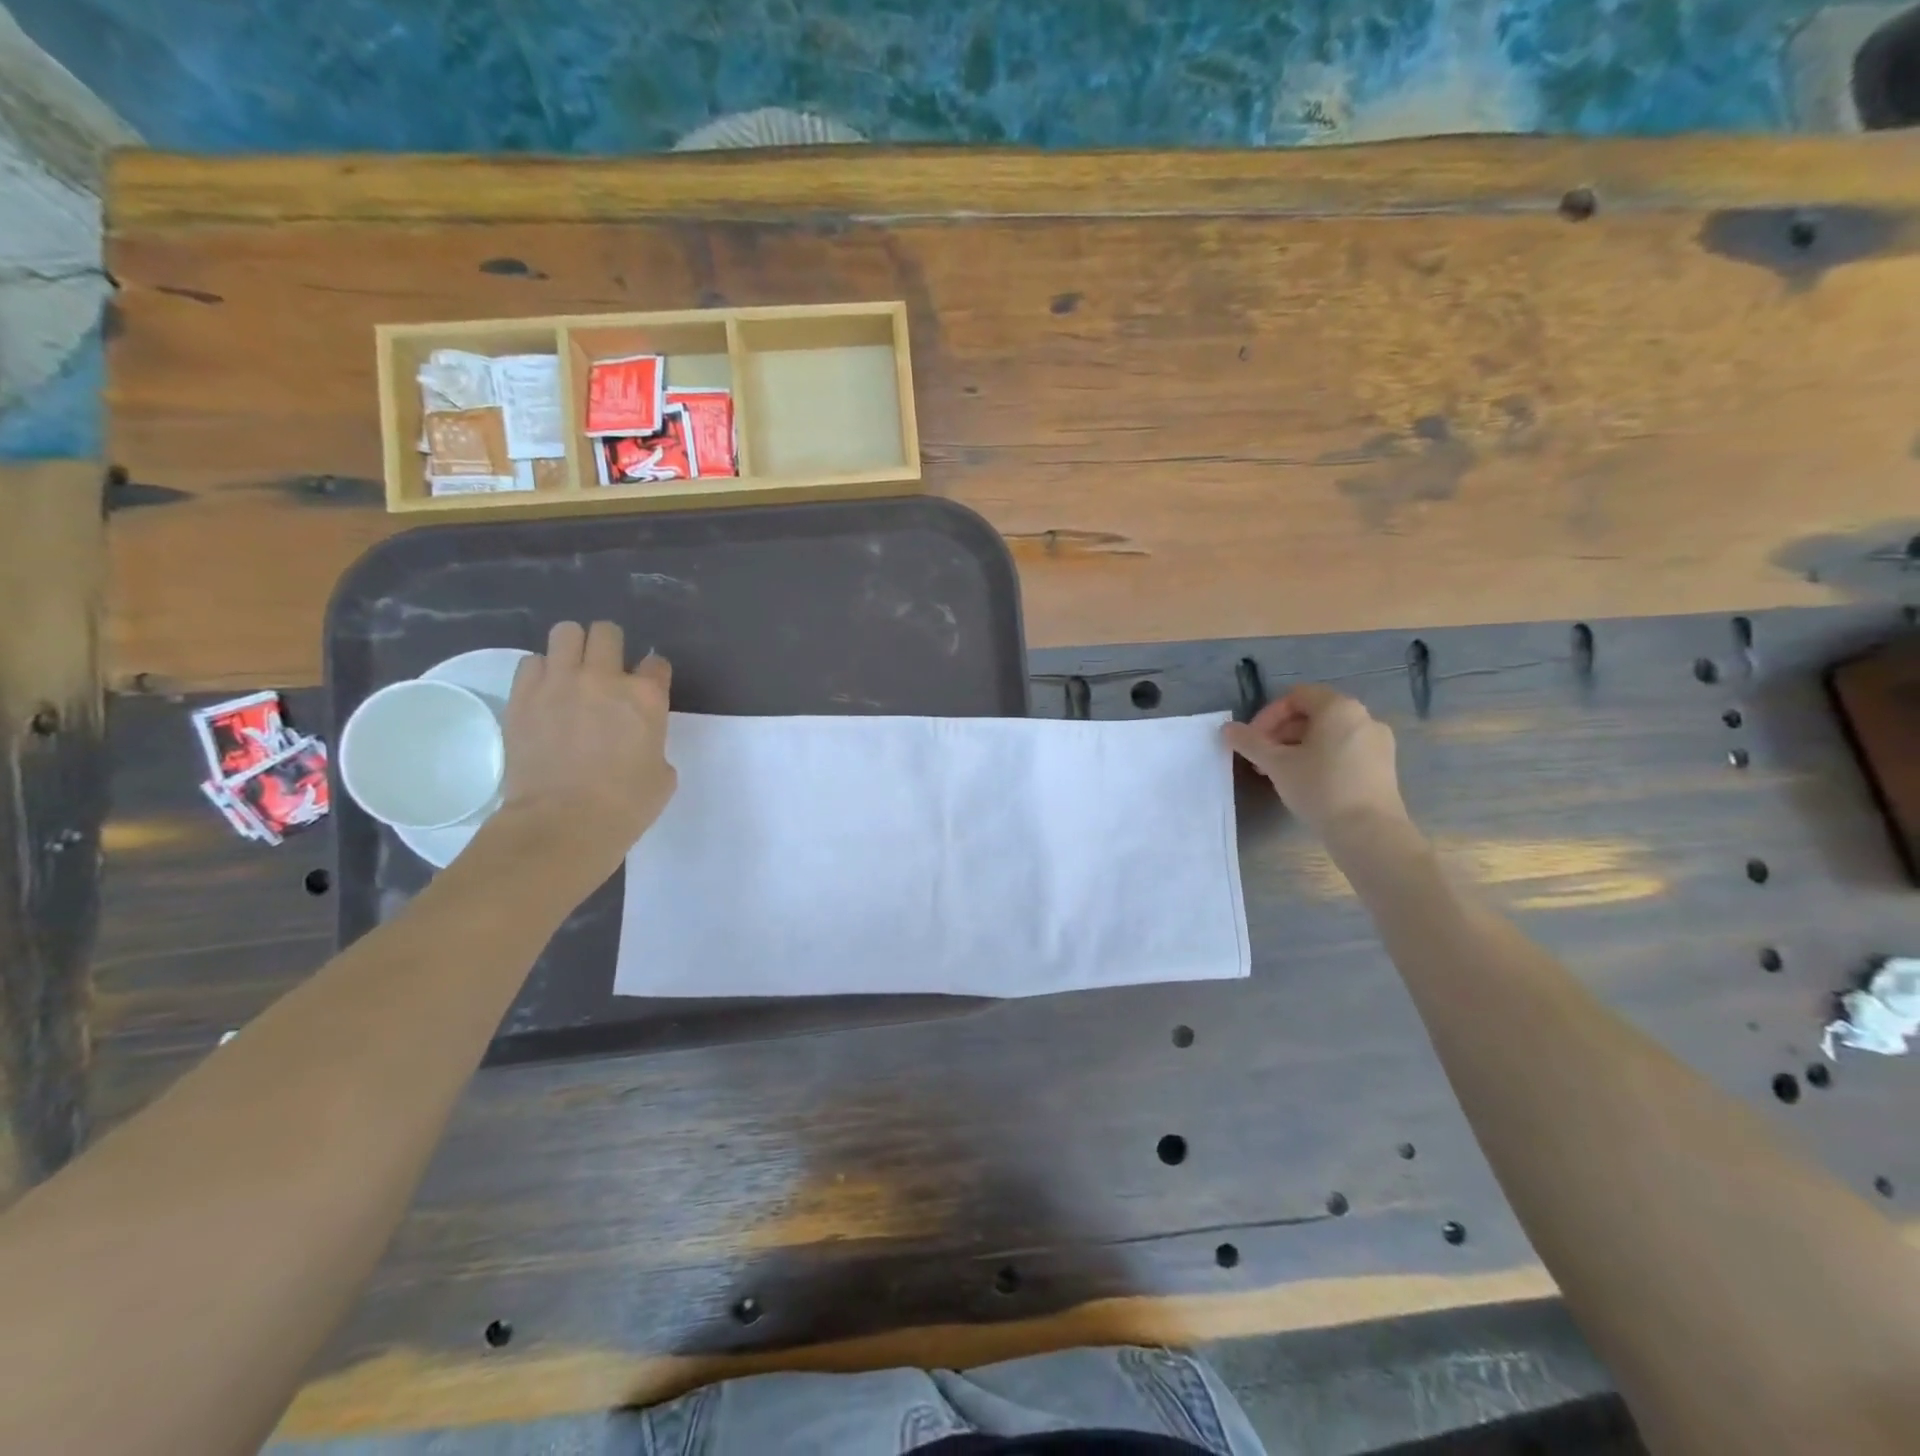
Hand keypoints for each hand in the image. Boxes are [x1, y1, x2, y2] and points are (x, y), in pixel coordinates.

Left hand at [495, 621, 675, 877]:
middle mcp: (604, 678)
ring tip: (571, 673)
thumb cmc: (625, 806)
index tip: (647, 690)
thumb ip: (653, 742)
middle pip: (607, 632)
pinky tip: (545, 693)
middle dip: (610, 647)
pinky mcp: (522, 696)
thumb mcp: (662, 774)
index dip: (653, 676)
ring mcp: (559, 683)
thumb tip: (638, 738)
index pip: (656, 663)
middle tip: (606, 672)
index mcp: (646, 697)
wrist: (562, 824)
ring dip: (573, 649)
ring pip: (566, 633)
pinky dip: (541, 672)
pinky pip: (531, 662)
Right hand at [1222, 685, 1407, 836]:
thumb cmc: (1320, 788)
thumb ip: (1250, 742)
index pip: (1296, 696)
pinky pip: (1345, 750)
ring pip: (1328, 735)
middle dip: (1281, 734)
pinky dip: (1321, 758)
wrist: (1368, 832)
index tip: (1253, 741)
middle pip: (1313, 714)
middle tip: (1261, 759)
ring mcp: (1377, 743)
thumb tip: (1227, 728)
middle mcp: (1363, 717)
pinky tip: (1307, 783)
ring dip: (1298, 747)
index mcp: (1339, 708)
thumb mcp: (1276, 764)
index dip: (1268, 715)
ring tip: (1279, 773)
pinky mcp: (1383, 767)